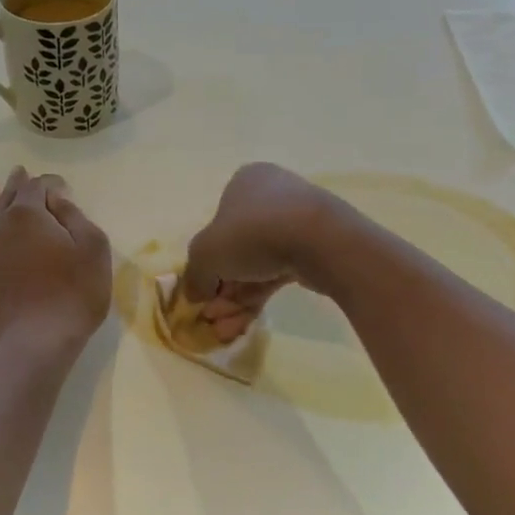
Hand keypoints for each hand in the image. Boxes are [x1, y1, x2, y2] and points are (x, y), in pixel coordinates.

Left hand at [0, 168, 111, 360]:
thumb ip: (75, 217)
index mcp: (29, 216)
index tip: (59, 185)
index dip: (49, 183)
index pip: (38, 188)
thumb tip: (56, 198)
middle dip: (15, 184)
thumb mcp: (92, 252)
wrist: (27, 346)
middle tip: (18, 173)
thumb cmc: (70, 298)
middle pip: (6, 198)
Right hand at [182, 163, 342, 343]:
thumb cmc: (253, 233)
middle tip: (212, 318)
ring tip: (224, 331)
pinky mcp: (314, 249)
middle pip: (237, 250)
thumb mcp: (206, 253)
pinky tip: (243, 325)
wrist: (320, 241)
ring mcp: (296, 222)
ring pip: (257, 266)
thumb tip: (194, 293)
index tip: (201, 292)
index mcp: (245, 182)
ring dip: (236, 300)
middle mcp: (271, 196)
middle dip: (221, 290)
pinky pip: (278, 273)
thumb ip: (195, 274)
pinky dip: (258, 298)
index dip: (206, 261)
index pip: (216, 224)